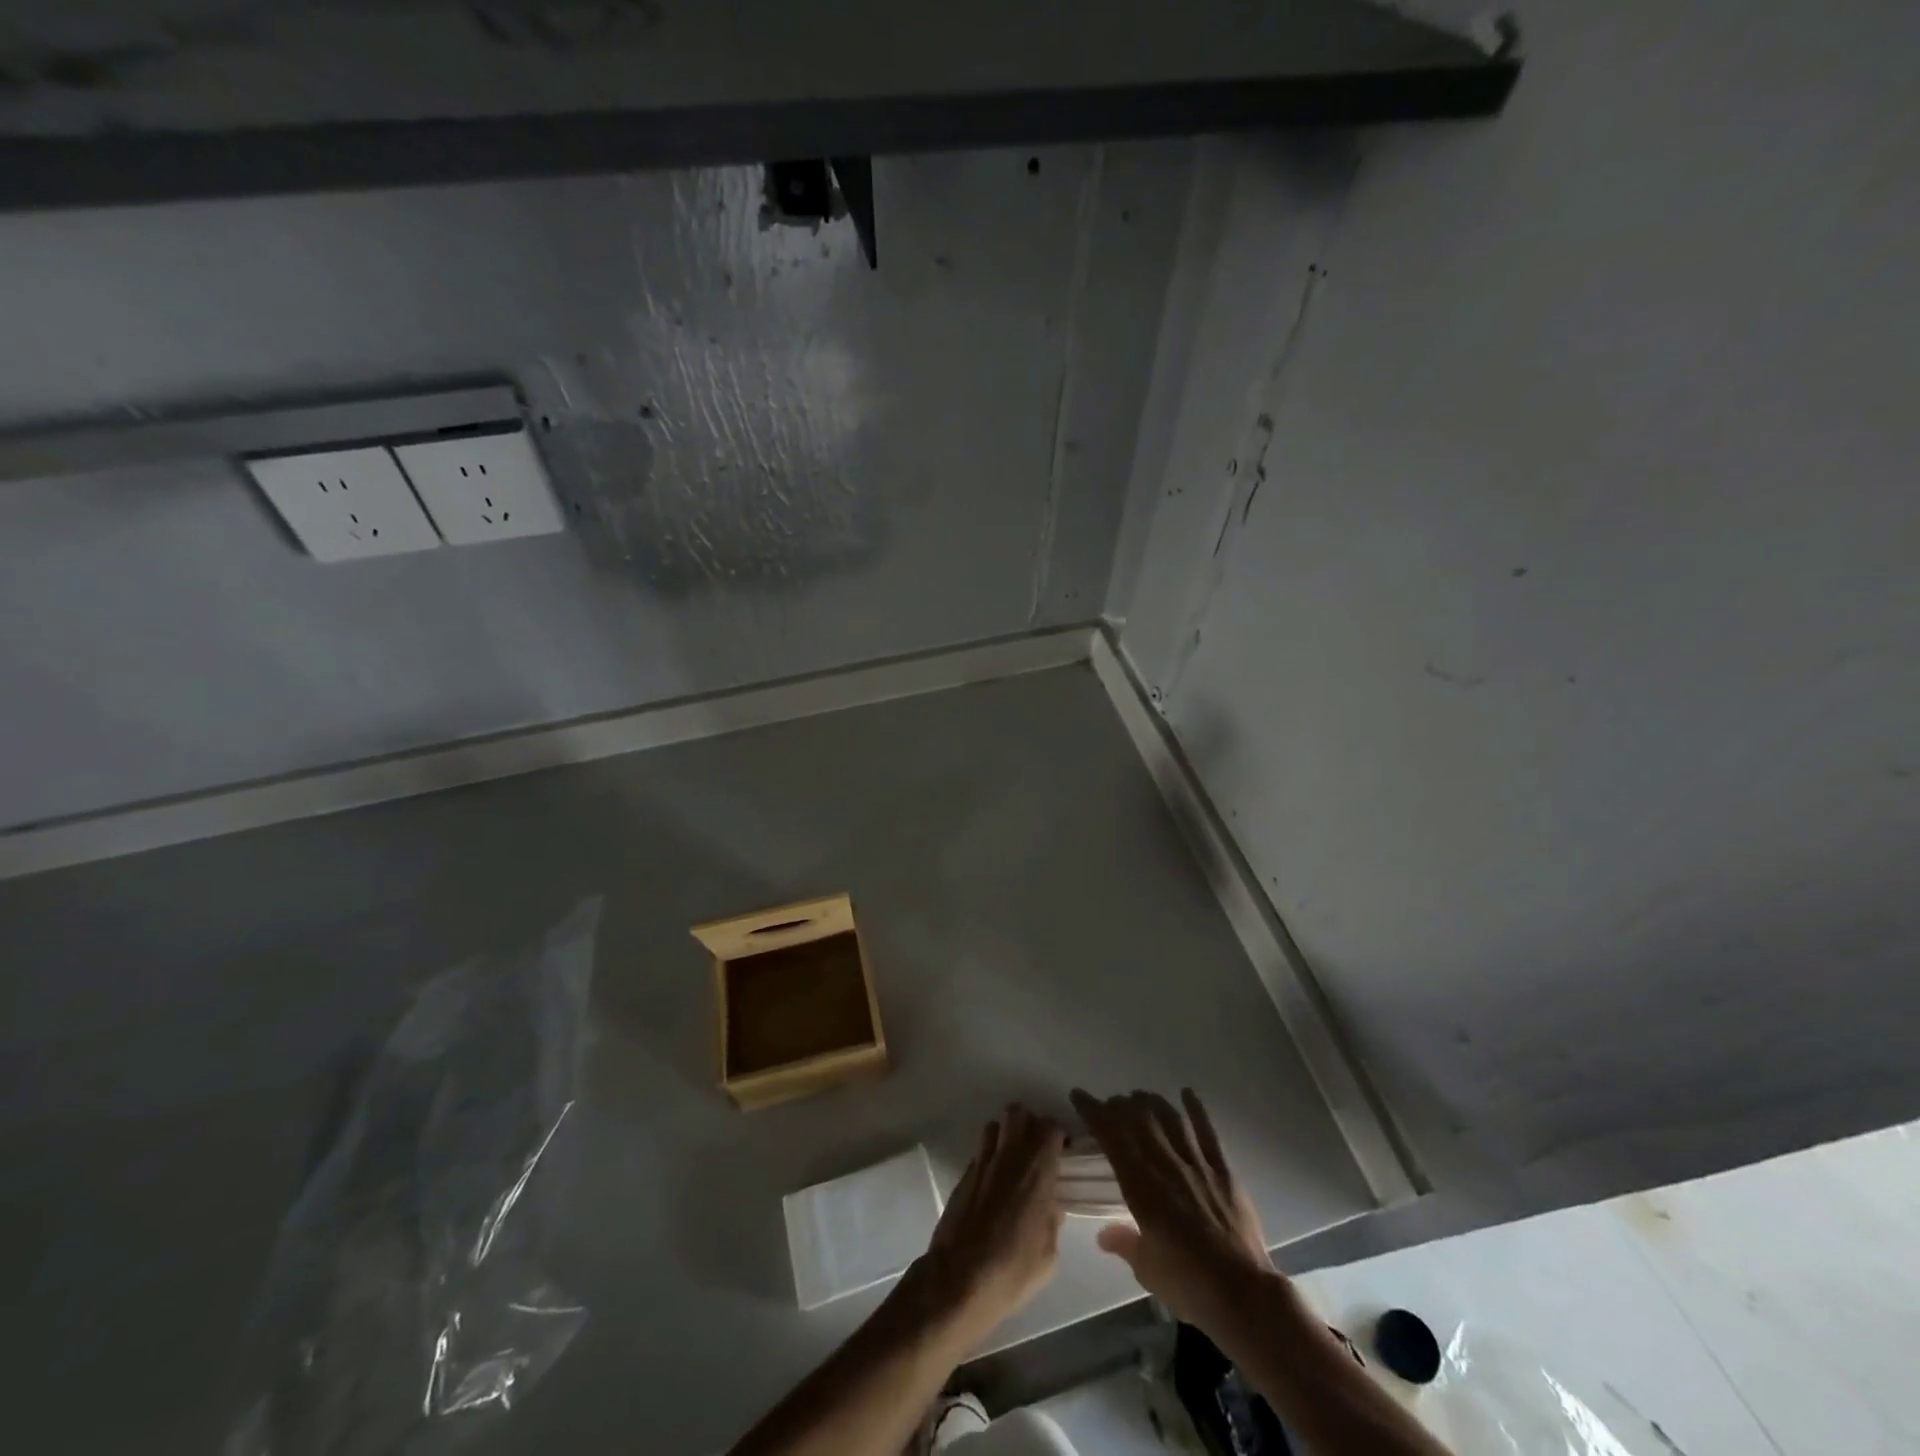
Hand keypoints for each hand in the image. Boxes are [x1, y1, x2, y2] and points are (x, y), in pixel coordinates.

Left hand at [922, 1104, 1064, 1339]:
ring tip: (1012, 1158)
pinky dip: (989, 1156)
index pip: (1050, 1127)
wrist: (960, 1278)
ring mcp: (983, 1162)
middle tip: (1036, 1148)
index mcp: (1037, 1170)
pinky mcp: (964, 1174)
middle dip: (1029, 1123)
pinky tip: (993, 1181)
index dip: (1057, 1134)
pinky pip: (980, 1151)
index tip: (1062, 1151)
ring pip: (994, 1125)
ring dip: (1006, 1134)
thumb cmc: (1012, 1269)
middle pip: (1018, 1112)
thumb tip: (1051, 1206)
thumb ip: (1053, 1221)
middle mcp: (1010, 1156)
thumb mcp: (1048, 1254)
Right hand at [1069, 1088, 1271, 1327]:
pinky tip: (1186, 1094)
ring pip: (1169, 1119)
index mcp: (1142, 1187)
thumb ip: (1124, 1243)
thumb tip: (1103, 1234)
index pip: (1112, 1137)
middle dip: (1120, 1105)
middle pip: (1139, 1120)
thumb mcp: (1147, 1270)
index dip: (1094, 1112)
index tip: (1080, 1097)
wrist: (1243, 1296)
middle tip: (1110, 1105)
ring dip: (1151, 1103)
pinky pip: (1208, 1132)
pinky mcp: (1224, 1171)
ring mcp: (1198, 1164)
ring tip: (1139, 1098)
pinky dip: (1196, 1110)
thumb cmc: (1189, 1285)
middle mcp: (1166, 1165)